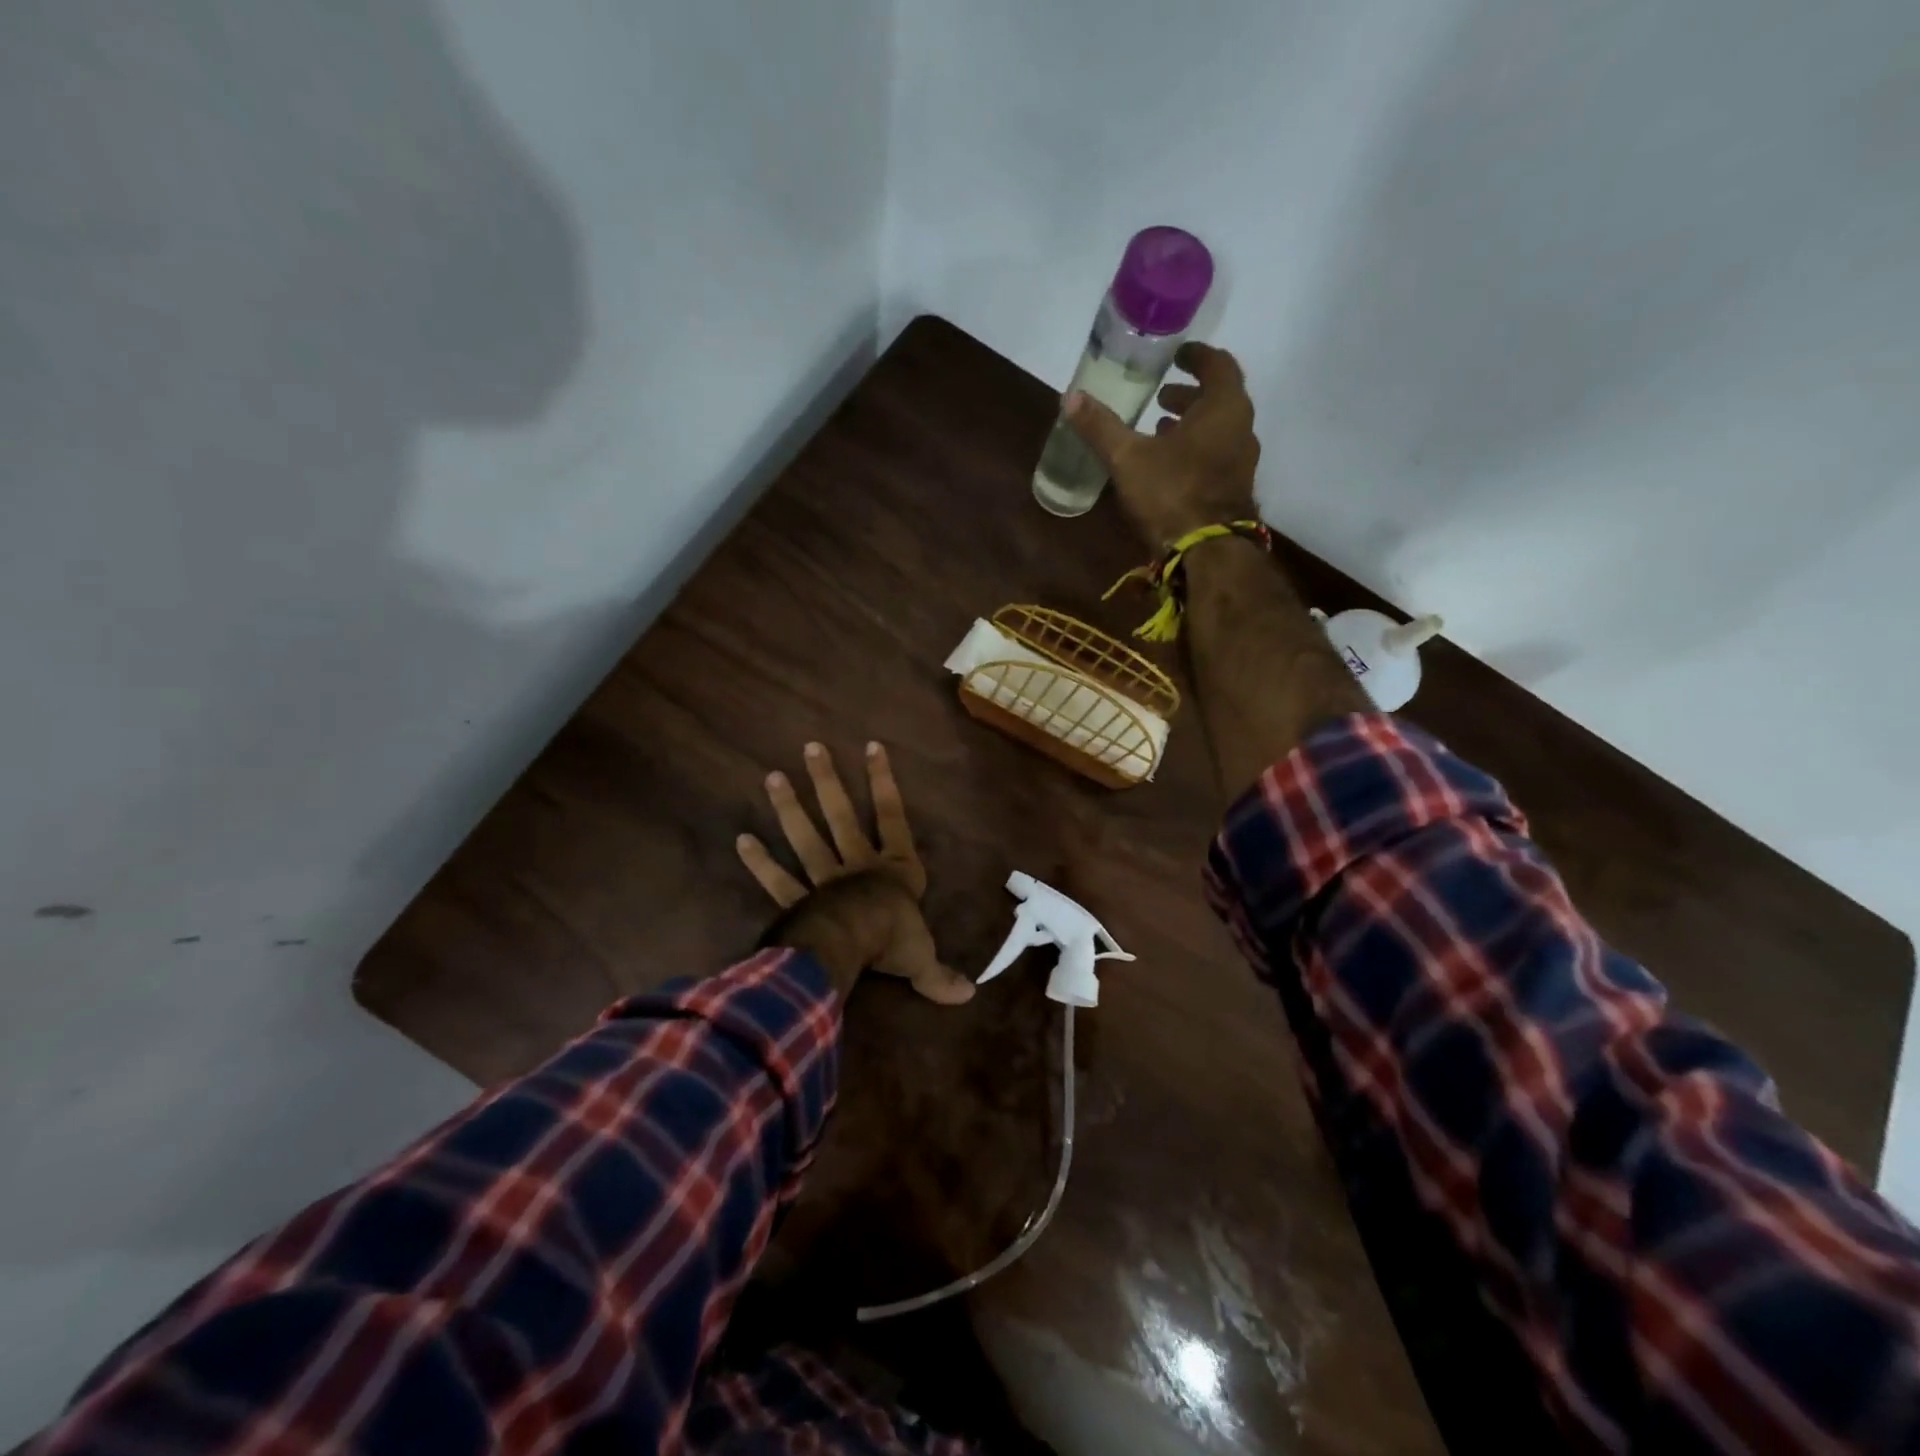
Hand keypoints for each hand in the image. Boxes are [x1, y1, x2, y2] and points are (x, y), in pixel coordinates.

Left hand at [738, 741, 973, 1004]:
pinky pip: (778, 880)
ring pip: (806, 838)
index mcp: (895, 870)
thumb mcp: (923, 957)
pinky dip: (759, 862)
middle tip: (810, 748)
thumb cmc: (894, 941)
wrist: (854, 947)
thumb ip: (940, 974)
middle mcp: (858, 866)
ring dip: (790, 809)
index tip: (872, 745)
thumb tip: (969, 996)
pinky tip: (742, 840)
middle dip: (828, 782)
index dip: (883, 781)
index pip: (893, 815)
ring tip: (772, 777)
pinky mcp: (799, 902)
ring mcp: (824, 881)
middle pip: (841, 816)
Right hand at [1063, 341, 1260, 545]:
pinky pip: (1218, 456)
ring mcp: (1243, 462)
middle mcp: (1242, 428)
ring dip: (1192, 425)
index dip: (1196, 357)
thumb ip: (1101, 427)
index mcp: (1223, 407)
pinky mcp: (1236, 489)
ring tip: (1161, 429)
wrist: (1207, 552)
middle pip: (1219, 398)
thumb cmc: (1171, 494)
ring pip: (1219, 430)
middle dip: (1189, 395)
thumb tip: (1070, 397)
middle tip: (1160, 397)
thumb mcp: (1128, 458)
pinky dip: (1197, 450)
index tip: (1176, 357)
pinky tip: (1170, 466)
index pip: (1218, 365)